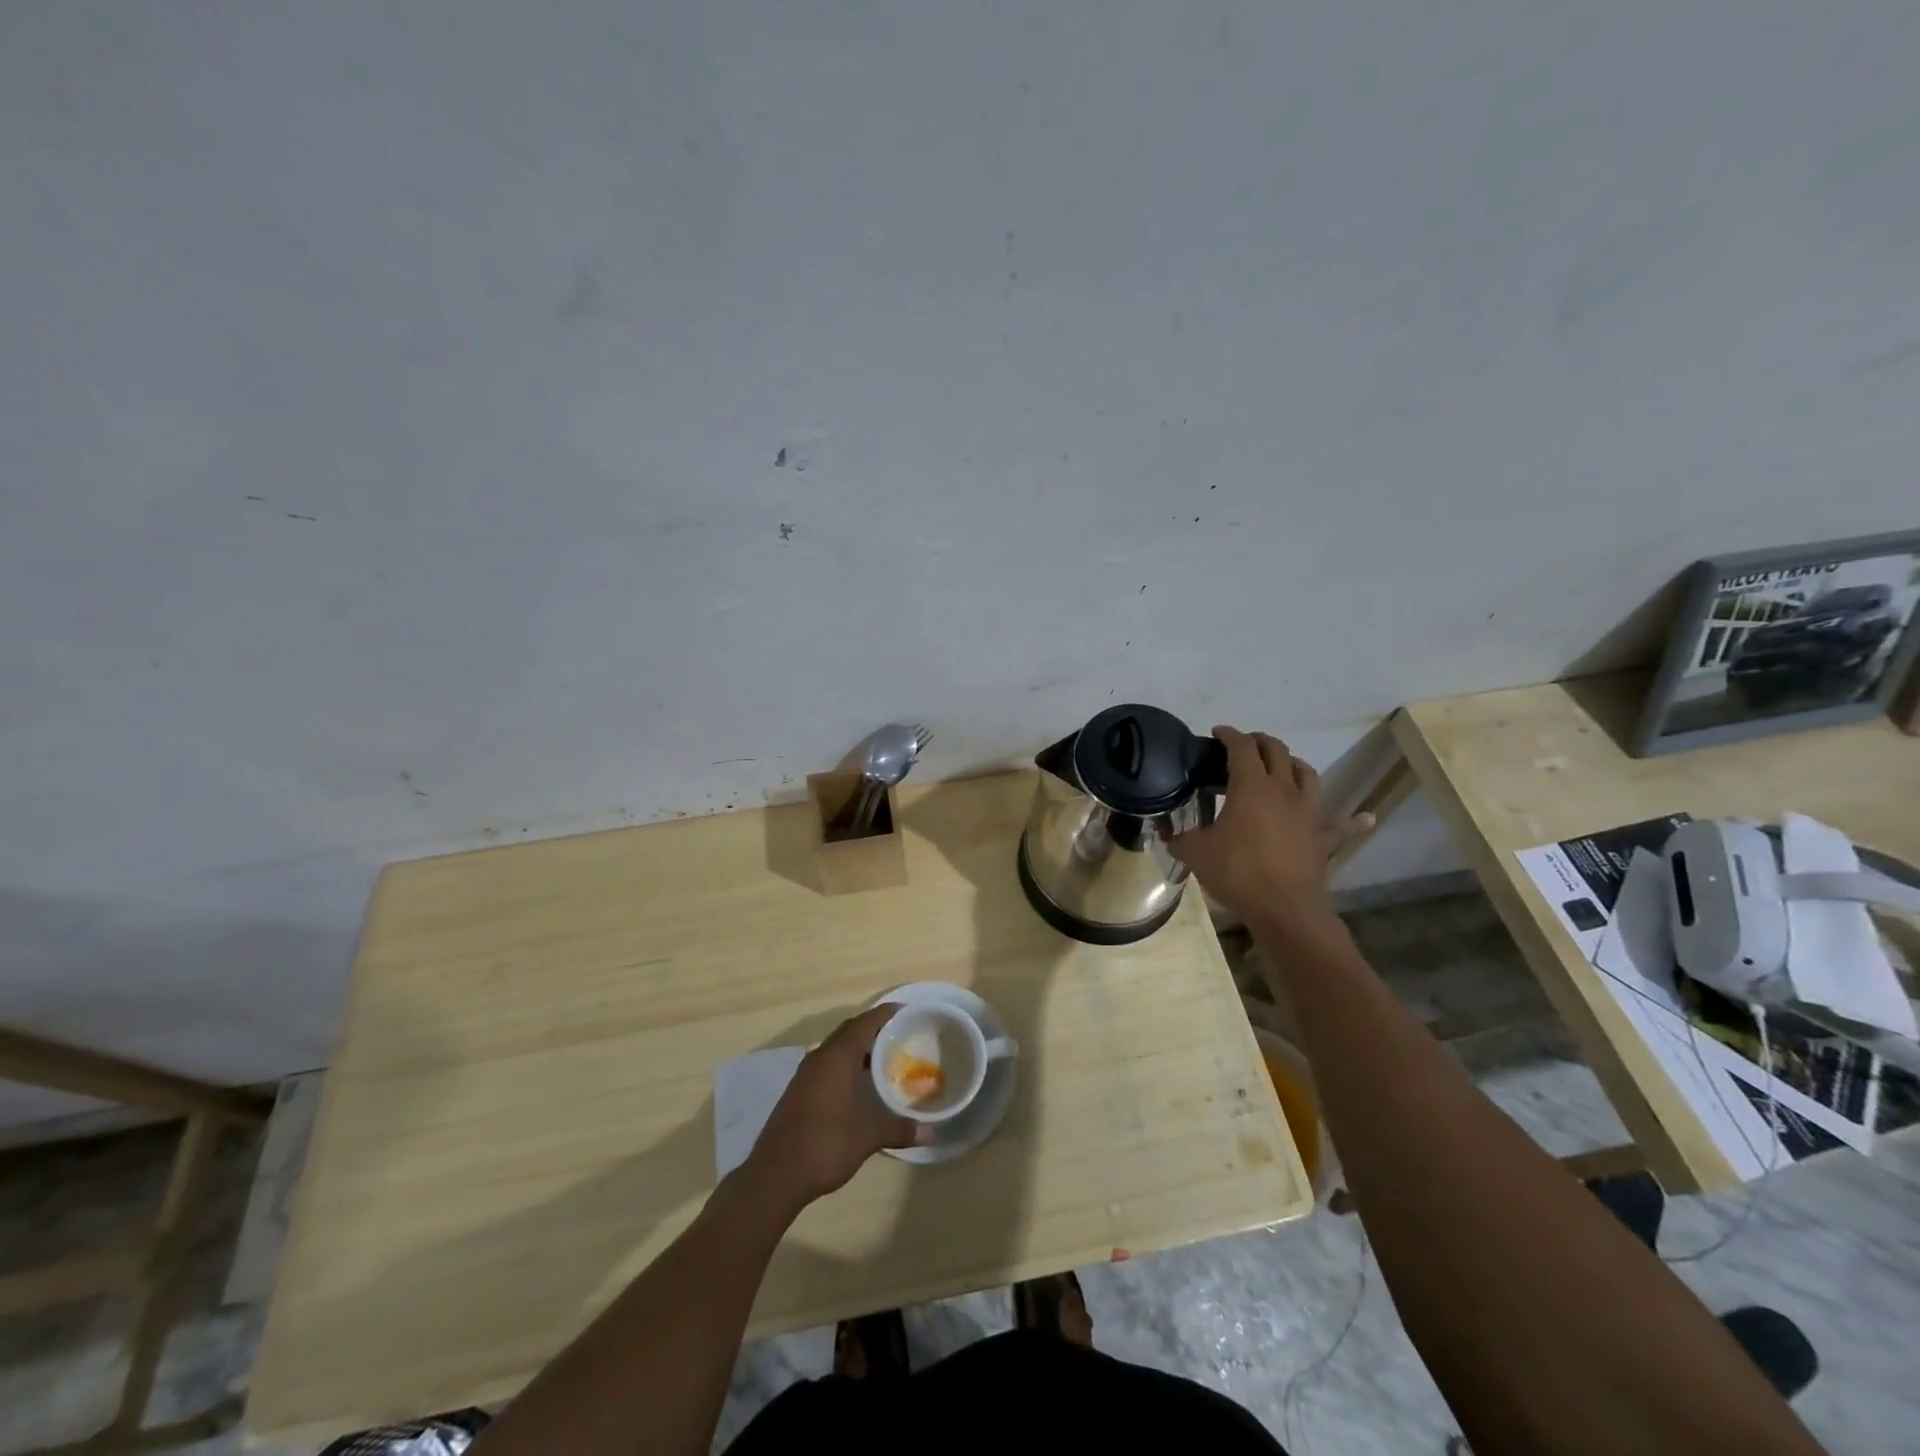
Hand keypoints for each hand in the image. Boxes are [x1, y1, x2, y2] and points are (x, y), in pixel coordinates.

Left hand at [743, 1003, 929, 1214]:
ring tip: (884, 1058)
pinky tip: (858, 1084)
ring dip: (858, 1048)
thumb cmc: (825, 1145)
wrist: (775, 1175)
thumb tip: (931, 1134)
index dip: (885, 1014)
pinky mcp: (798, 1091)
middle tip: (899, 1034)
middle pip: (849, 1031)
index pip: (864, 1023)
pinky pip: (827, 1064)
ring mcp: (805, 1075)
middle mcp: (819, 1058)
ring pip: (836, 1048)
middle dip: (873, 1028)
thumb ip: (899, 1129)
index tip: (906, 1010)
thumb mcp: (867, 1137)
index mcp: (837, 1058)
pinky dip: (845, 1064)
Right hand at [1167, 726, 1371, 934]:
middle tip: (1245, 745)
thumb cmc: (1237, 872)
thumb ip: (1179, 839)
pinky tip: (1366, 817)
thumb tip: (1166, 835)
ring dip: (1294, 765)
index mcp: (1251, 786)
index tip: (1217, 733)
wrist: (1284, 908)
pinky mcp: (1322, 839)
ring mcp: (1307, 813)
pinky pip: (1342, 826)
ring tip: (1284, 766)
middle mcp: (1283, 791)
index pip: (1241, 747)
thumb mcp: (1196, 853)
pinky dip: (1353, 821)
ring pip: (1306, 775)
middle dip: (1260, 741)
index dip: (1229, 735)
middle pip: (1277, 751)